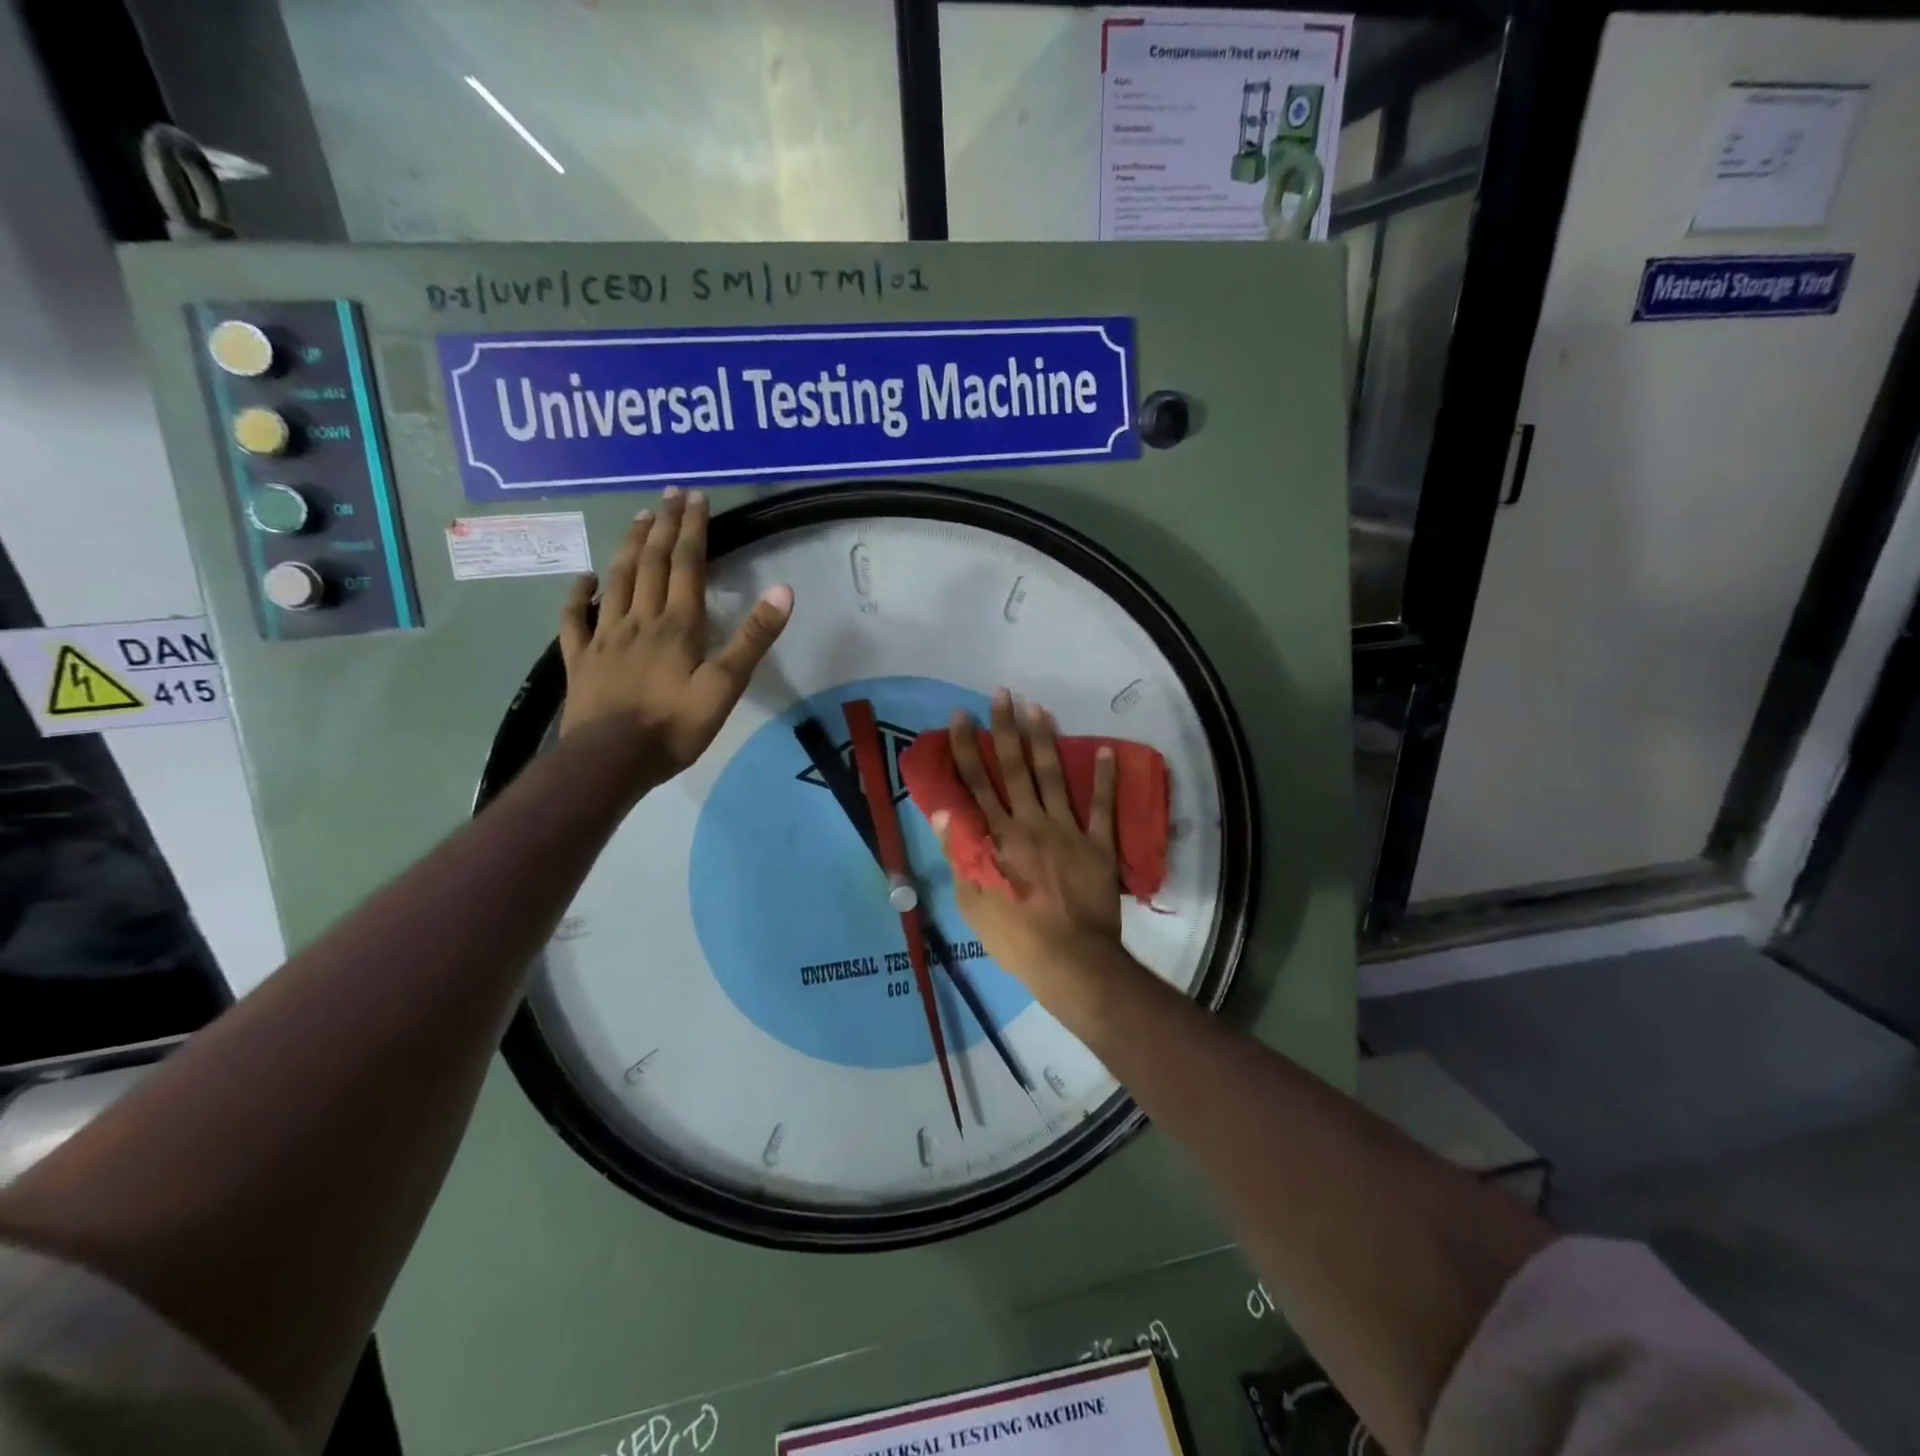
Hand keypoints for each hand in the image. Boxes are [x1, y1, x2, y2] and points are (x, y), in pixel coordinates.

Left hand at [558, 489, 792, 787]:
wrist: (611, 760)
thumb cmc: (675, 726)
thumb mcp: (726, 685)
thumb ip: (752, 638)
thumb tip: (782, 591)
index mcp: (677, 625)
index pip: (686, 565)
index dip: (693, 530)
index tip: (696, 498)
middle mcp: (640, 619)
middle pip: (651, 563)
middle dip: (663, 526)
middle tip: (669, 494)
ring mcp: (605, 637)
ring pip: (616, 581)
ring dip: (628, 547)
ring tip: (638, 520)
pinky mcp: (581, 658)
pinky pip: (575, 618)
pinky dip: (579, 594)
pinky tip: (584, 579)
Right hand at [933, 691, 1122, 1000]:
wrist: (1070, 961)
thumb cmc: (1014, 936)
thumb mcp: (972, 901)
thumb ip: (959, 852)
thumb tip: (943, 811)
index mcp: (997, 837)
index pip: (975, 783)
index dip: (966, 748)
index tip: (961, 716)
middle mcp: (1029, 823)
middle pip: (1014, 768)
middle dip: (1005, 729)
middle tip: (1002, 695)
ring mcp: (1067, 831)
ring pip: (1053, 777)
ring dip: (1045, 741)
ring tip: (1038, 708)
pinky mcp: (1097, 845)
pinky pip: (1102, 807)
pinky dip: (1105, 779)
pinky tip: (1105, 750)